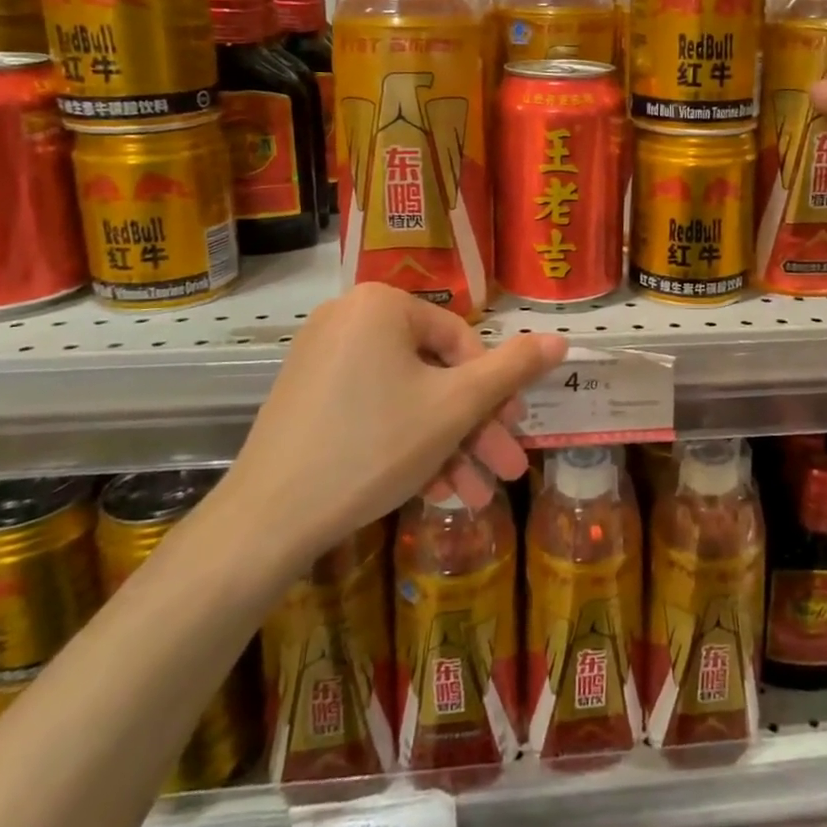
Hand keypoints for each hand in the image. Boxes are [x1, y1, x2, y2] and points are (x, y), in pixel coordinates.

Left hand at [217, 284, 565, 573]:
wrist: (265, 522)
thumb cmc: (374, 447)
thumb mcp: (456, 407)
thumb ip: (513, 369)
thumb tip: (561, 339)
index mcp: (383, 304)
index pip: (462, 341)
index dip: (495, 391)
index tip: (512, 433)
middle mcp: (349, 318)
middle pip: (435, 372)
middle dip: (474, 427)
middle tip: (504, 468)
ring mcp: (323, 357)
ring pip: (408, 397)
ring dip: (447, 446)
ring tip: (474, 495)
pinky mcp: (308, 396)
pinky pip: (375, 409)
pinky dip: (406, 444)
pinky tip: (433, 491)